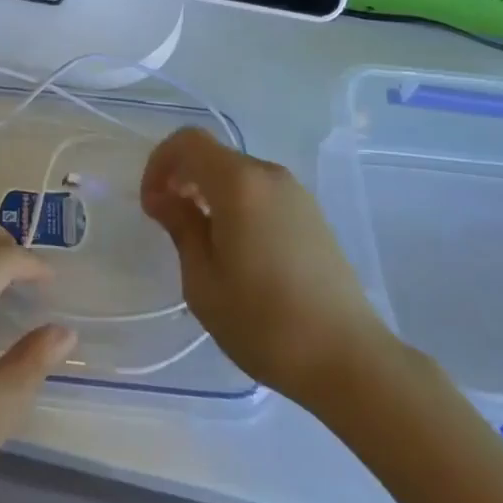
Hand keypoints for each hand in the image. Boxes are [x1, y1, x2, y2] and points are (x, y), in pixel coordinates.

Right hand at [140, 127, 396, 404]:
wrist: (350, 360)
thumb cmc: (264, 322)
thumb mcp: (203, 281)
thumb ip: (181, 227)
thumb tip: (165, 198)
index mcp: (239, 183)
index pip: (188, 142)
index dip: (160, 163)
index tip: (152, 204)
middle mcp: (269, 175)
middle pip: (214, 155)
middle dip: (183, 177)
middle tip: (168, 220)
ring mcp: (296, 194)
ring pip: (238, 174)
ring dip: (209, 191)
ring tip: (201, 239)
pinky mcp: (312, 215)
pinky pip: (261, 192)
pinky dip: (236, 203)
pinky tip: (237, 249)